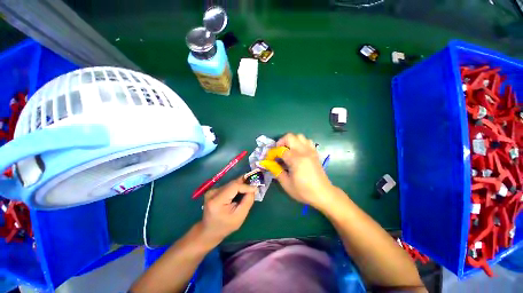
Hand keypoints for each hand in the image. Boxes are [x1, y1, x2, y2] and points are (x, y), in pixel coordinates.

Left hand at [200, 177, 256, 244]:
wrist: (209, 231)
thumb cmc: (225, 226)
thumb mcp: (239, 217)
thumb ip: (247, 201)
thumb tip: (253, 189)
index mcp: (217, 201)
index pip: (234, 186)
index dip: (246, 186)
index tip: (256, 188)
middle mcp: (212, 193)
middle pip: (232, 184)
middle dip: (244, 184)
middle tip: (255, 186)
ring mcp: (212, 191)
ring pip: (231, 184)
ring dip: (241, 186)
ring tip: (249, 189)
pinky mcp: (213, 190)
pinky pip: (228, 186)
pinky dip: (236, 188)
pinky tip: (241, 192)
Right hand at [276, 133, 335, 209]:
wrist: (323, 194)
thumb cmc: (304, 191)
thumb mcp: (286, 184)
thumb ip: (276, 171)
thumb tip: (269, 163)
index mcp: (296, 159)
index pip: (280, 150)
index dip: (272, 153)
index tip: (269, 159)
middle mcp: (304, 151)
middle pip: (290, 137)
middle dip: (281, 142)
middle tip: (278, 152)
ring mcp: (311, 151)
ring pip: (299, 136)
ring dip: (291, 141)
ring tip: (288, 151)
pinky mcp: (315, 152)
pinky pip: (307, 141)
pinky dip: (300, 143)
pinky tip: (298, 152)